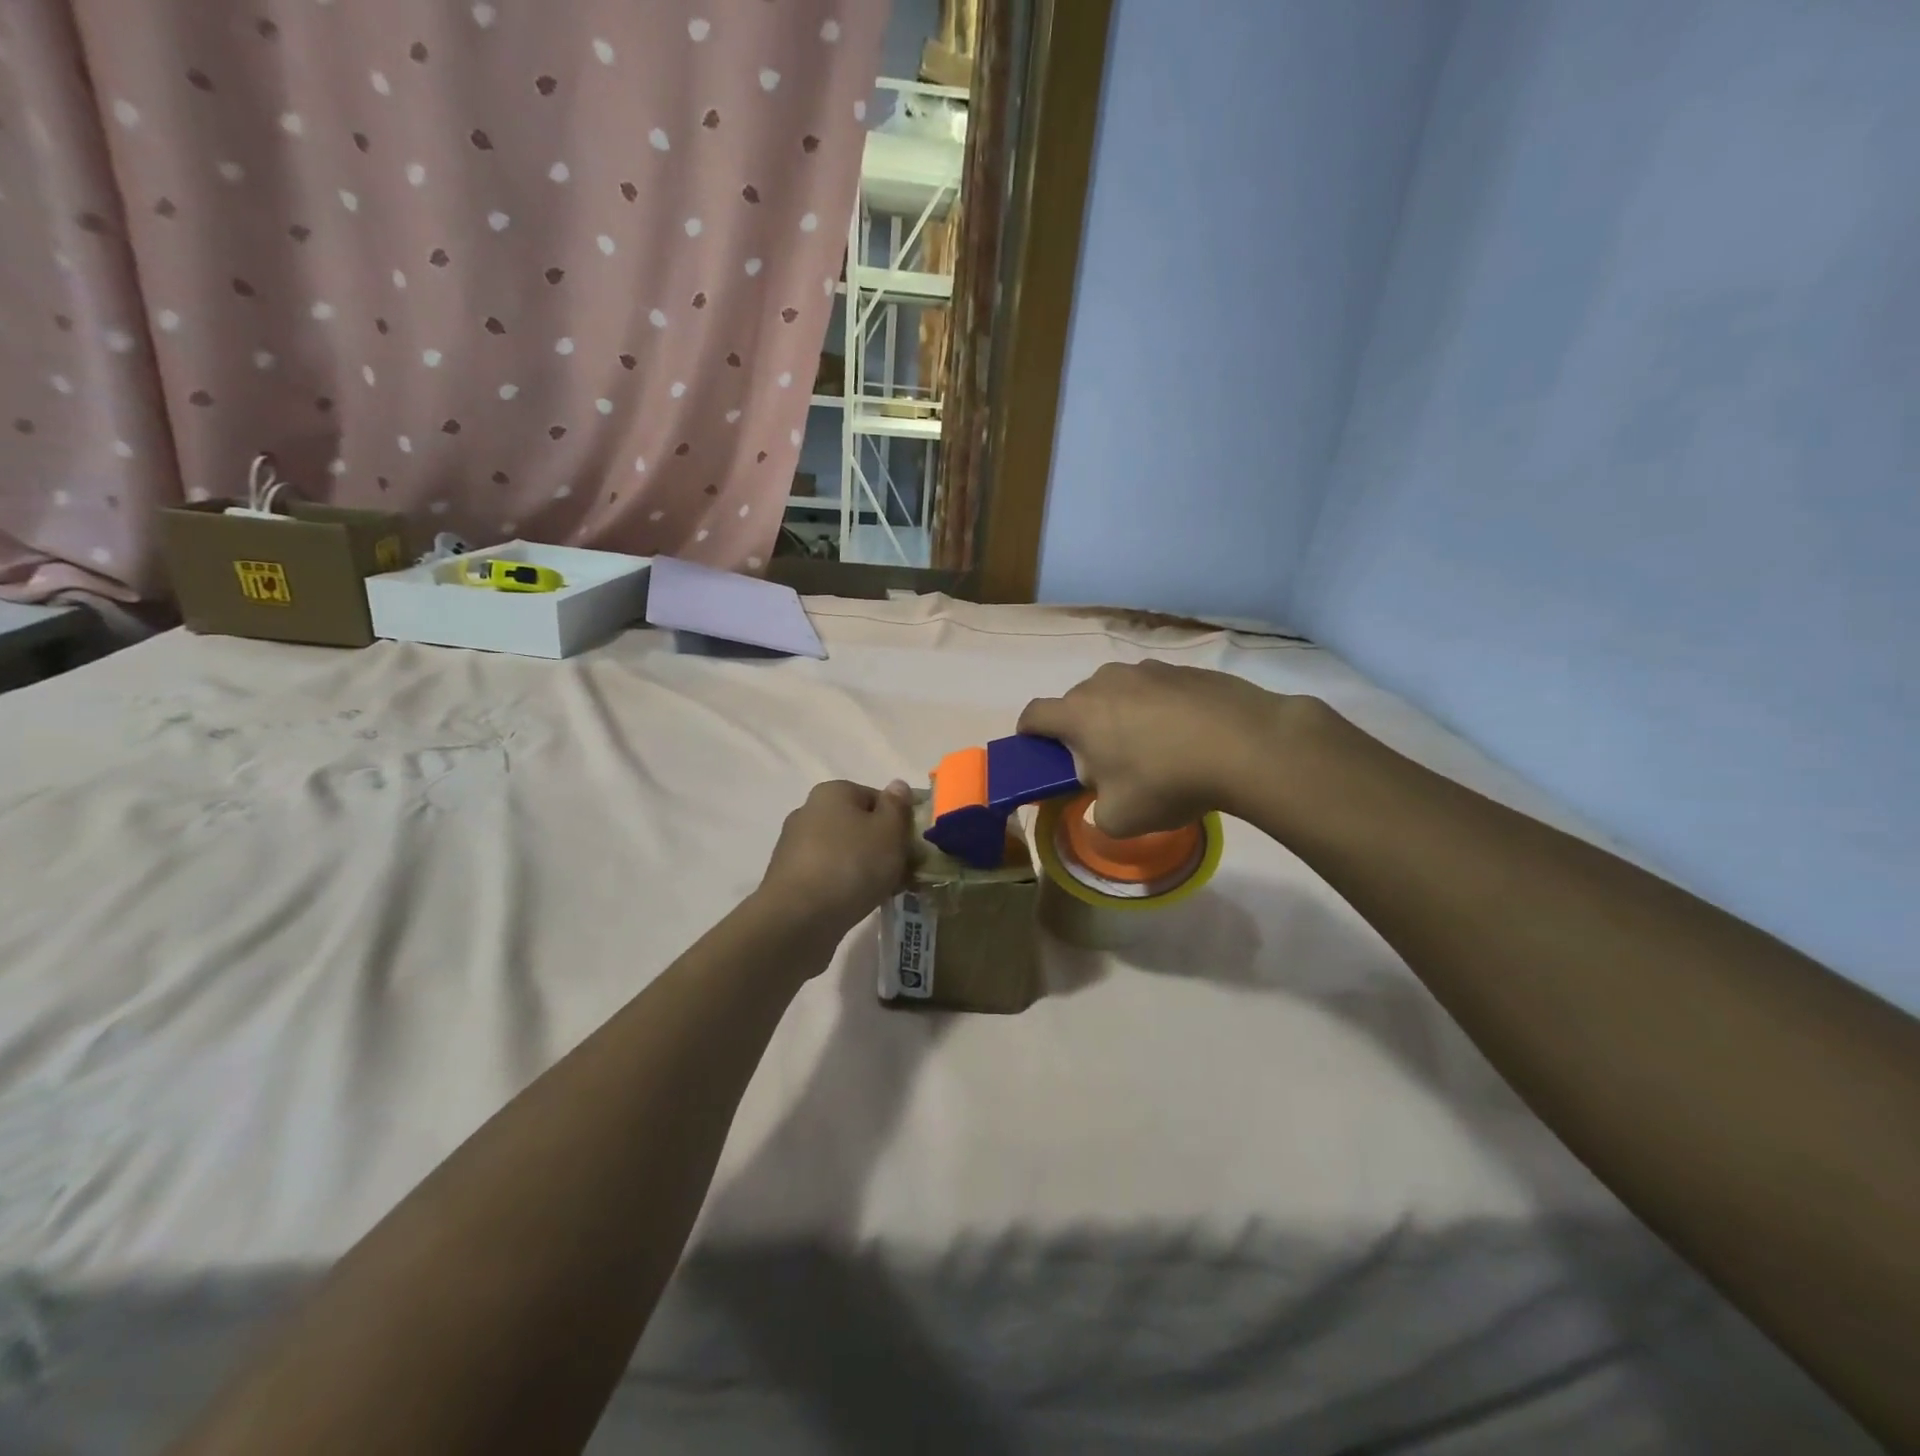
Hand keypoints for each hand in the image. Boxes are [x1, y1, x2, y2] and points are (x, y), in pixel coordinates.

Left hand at [755, 779, 915, 946]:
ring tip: (884, 892)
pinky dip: (844, 886)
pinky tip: (858, 904)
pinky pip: (828, 875)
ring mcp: (795, 846)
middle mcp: (808, 812)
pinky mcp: (789, 878)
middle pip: (858, 825)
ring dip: (865, 868)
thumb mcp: (889, 831)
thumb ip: (897, 806)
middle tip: (903, 872)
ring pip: (844, 852)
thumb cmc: (852, 865)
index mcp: (832, 792)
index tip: (912, 847)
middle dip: (882, 847)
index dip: (899, 821)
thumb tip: (897, 785)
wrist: (799, 919)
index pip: (876, 798)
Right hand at [1018, 661, 1286, 836]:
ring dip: (1121, 716)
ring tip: (1152, 749)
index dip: (1028, 733)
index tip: (1037, 751)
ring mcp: (1147, 669)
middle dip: (1081, 730)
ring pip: (1118, 693)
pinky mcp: (1185, 669)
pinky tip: (1186, 737)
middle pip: (1078, 703)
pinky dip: (1159, 710)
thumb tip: (1104, 798)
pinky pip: (1156, 690)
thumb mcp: (1120, 819)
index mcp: (1079, 714)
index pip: (1034, 714)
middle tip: (1104, 764)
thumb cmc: (1167, 782)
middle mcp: (1106, 681)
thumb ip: (1097, 811)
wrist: (1247, 745)